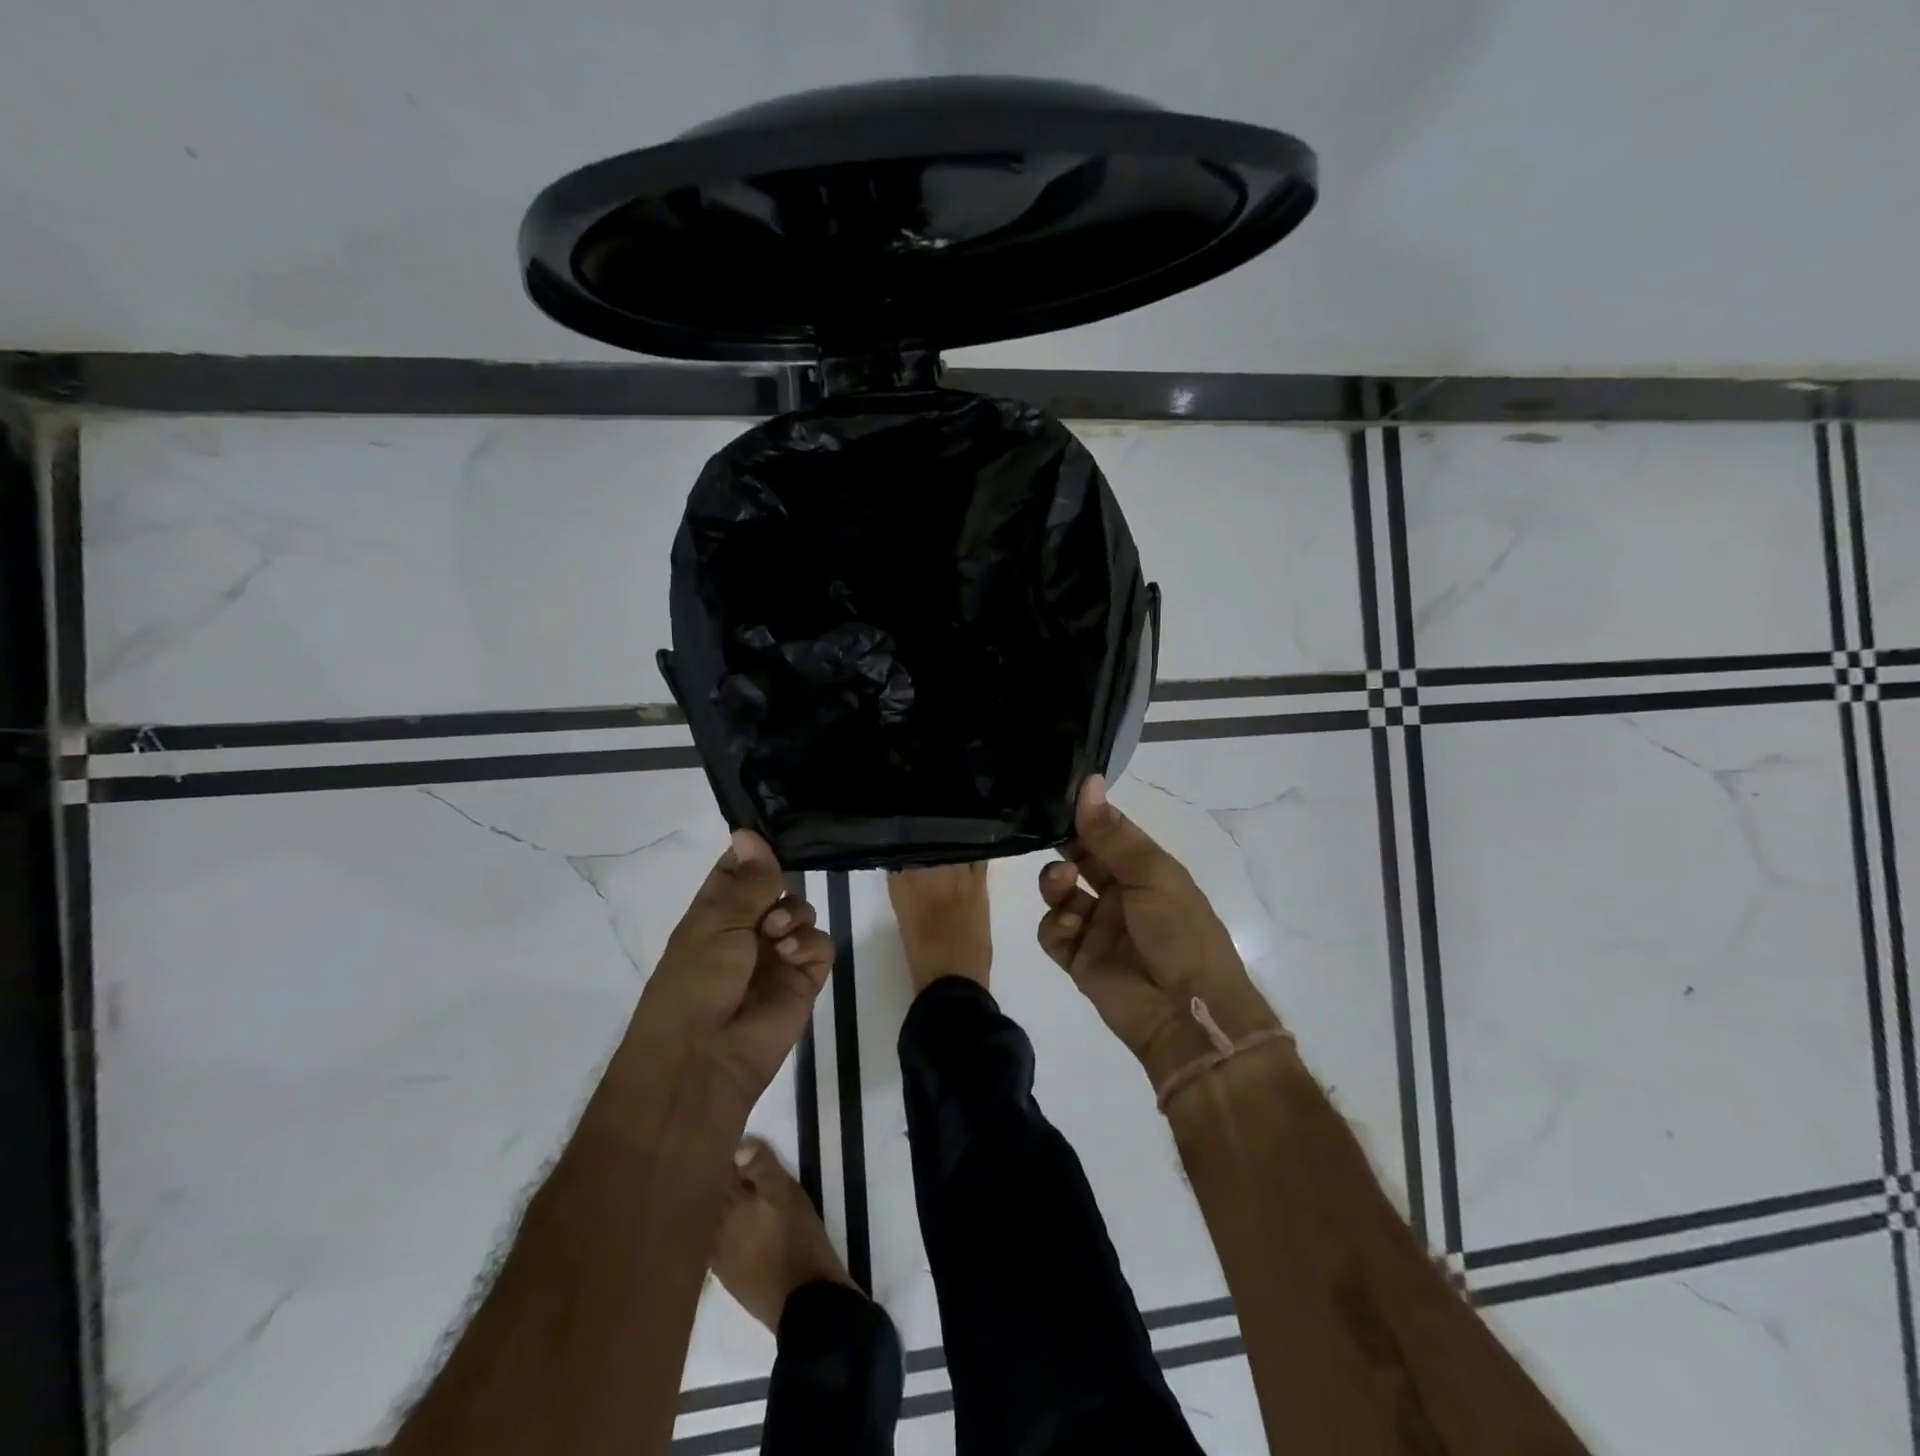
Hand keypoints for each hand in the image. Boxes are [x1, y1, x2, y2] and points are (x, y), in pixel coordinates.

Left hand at [630, 830, 834, 1116]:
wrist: (704, 1058)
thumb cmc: (696, 981)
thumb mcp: (716, 921)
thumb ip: (748, 879)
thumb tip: (749, 831)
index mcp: (715, 912)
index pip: (740, 869)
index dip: (755, 854)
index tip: (769, 843)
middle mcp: (747, 929)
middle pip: (779, 887)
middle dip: (779, 887)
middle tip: (768, 908)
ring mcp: (777, 956)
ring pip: (804, 912)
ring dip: (794, 916)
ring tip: (776, 939)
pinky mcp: (803, 981)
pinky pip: (821, 945)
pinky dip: (810, 945)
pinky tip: (790, 957)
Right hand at [1038, 776, 1281, 1087]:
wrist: (1186, 1013)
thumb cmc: (1180, 931)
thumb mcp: (1152, 874)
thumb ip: (1112, 834)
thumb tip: (1088, 782)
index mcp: (1145, 870)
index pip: (1107, 833)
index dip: (1083, 815)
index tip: (1056, 798)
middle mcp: (1119, 894)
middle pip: (1079, 858)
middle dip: (1063, 846)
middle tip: (1051, 839)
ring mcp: (1097, 927)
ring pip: (1060, 892)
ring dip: (1054, 881)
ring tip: (1064, 885)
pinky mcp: (1078, 959)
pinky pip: (1053, 932)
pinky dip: (1056, 924)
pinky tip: (1070, 925)